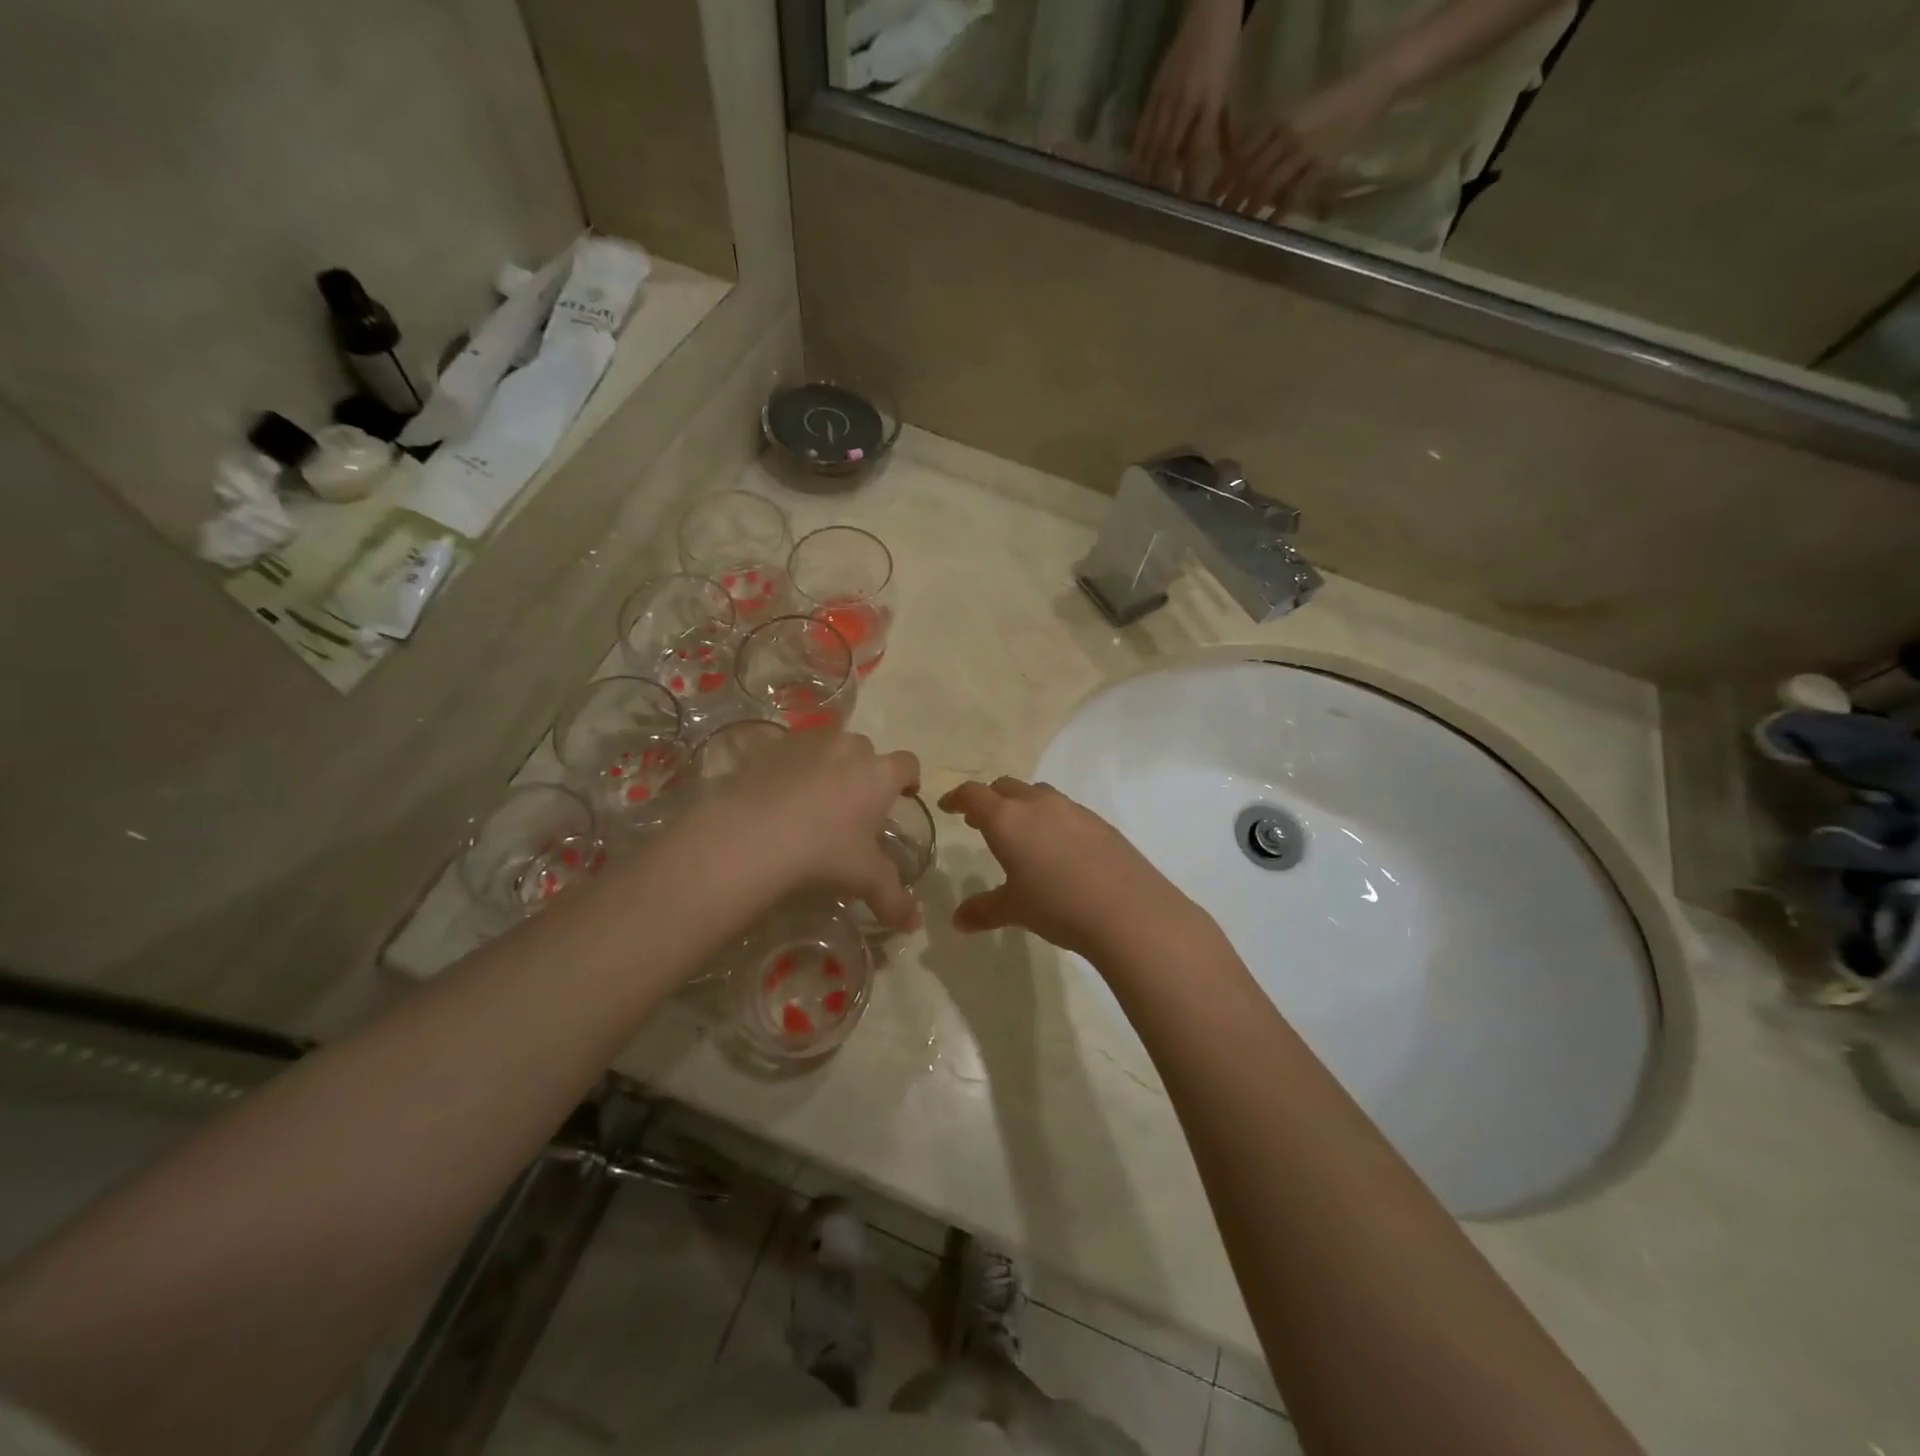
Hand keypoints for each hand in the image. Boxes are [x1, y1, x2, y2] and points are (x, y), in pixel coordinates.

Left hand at [686, 731, 922, 929]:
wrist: (751, 835)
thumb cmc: (822, 852)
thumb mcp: (864, 879)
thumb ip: (893, 899)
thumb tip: (914, 923)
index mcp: (879, 774)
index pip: (908, 764)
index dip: (909, 779)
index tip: (904, 795)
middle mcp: (848, 747)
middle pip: (866, 751)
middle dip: (864, 771)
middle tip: (852, 805)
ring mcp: (808, 742)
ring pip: (828, 745)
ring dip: (828, 764)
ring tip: (814, 797)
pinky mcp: (770, 746)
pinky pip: (790, 751)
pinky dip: (791, 766)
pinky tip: (779, 794)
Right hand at [937, 777, 1198, 960]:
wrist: (1127, 909)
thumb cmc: (1057, 905)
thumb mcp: (1014, 909)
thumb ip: (983, 910)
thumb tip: (958, 921)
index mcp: (1007, 819)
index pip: (973, 795)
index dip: (957, 798)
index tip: (949, 806)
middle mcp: (1037, 804)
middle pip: (1006, 787)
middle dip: (990, 800)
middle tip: (981, 822)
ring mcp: (1072, 809)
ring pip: (1038, 795)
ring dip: (1023, 806)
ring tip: (1021, 834)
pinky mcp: (1099, 822)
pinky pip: (1066, 811)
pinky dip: (1052, 820)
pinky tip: (1059, 849)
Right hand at [1132, 0, 1242, 194]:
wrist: (1209, 10)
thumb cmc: (1224, 50)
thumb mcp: (1229, 90)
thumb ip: (1223, 129)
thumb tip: (1225, 164)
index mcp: (1209, 103)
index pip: (1198, 152)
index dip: (1191, 180)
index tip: (1189, 205)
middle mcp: (1185, 103)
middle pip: (1168, 153)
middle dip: (1163, 183)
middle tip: (1160, 209)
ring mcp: (1166, 97)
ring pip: (1152, 144)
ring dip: (1147, 173)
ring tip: (1143, 196)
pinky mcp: (1153, 92)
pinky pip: (1143, 128)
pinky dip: (1138, 152)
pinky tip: (1134, 169)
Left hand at [1213, 71, 1395, 218]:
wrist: (1367, 88)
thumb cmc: (1326, 105)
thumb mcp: (1292, 114)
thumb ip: (1269, 138)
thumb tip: (1244, 168)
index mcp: (1275, 121)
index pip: (1241, 153)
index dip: (1224, 176)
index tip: (1211, 196)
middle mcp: (1285, 136)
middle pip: (1250, 172)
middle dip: (1233, 196)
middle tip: (1221, 215)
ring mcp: (1303, 150)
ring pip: (1268, 184)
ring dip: (1251, 206)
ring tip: (1240, 221)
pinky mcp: (1322, 164)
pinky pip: (1295, 193)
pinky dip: (1280, 211)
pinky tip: (1270, 225)